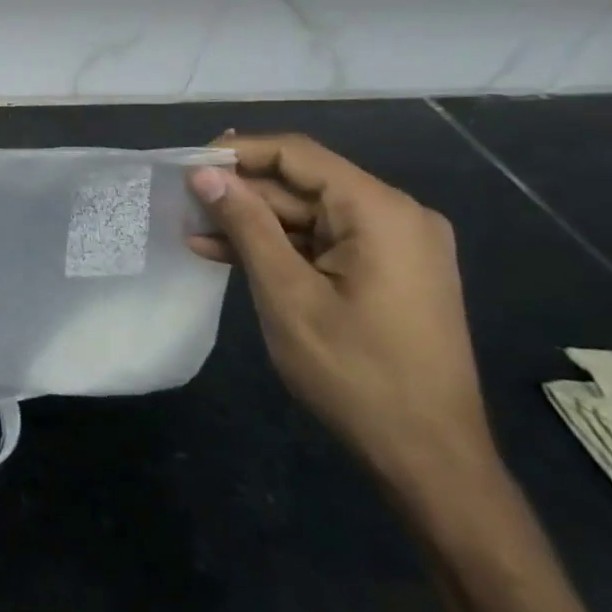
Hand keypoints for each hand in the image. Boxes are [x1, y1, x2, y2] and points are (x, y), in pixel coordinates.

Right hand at [187, 133, 496, 494]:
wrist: (429, 459)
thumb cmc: (355, 373)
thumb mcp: (287, 293)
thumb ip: (246, 224)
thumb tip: (204, 173)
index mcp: (381, 212)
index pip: (298, 154)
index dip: (238, 152)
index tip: (186, 164)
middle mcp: (395, 217)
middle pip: (302, 183)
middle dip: (240, 192)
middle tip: (182, 202)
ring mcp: (394, 247)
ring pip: (306, 214)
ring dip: (252, 222)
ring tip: (193, 231)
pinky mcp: (386, 273)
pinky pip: (321, 242)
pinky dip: (277, 246)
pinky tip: (225, 254)